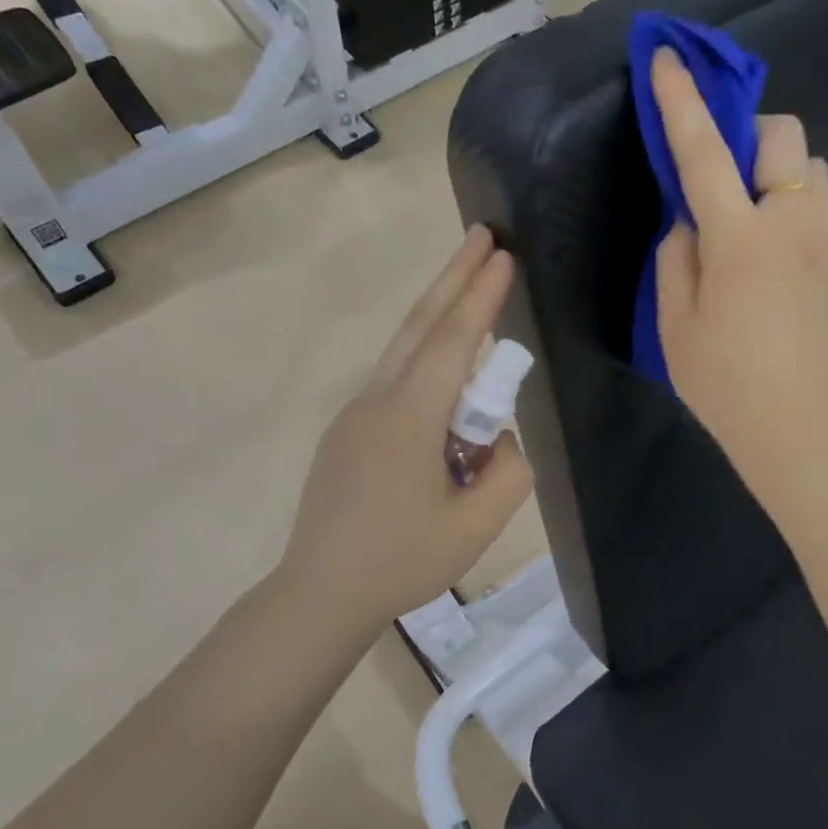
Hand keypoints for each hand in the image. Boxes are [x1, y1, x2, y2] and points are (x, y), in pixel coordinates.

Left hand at [280, 226, 534, 633]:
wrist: (320, 593)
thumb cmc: (401, 562)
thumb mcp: (476, 526)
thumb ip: (507, 472)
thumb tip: (499, 438)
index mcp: (409, 419)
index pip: (452, 342)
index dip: (480, 296)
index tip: (502, 256)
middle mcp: (378, 402)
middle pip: (419, 326)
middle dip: (453, 277)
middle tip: (482, 236)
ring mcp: (356, 415)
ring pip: (403, 350)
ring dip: (438, 313)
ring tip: (470, 287)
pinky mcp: (348, 433)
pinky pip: (395, 381)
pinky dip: (425, 357)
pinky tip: (447, 375)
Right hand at [652, 48, 827, 495]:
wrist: (791, 423)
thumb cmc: (721, 379)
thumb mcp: (674, 321)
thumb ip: (676, 257)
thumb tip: (690, 223)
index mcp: (739, 238)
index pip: (705, 152)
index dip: (682, 102)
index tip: (666, 58)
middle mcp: (790, 224)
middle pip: (784, 135)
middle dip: (748, 130)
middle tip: (719, 169)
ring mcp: (821, 242)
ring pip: (812, 166)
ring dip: (776, 166)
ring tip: (745, 207)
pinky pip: (818, 203)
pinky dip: (791, 198)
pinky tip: (767, 242)